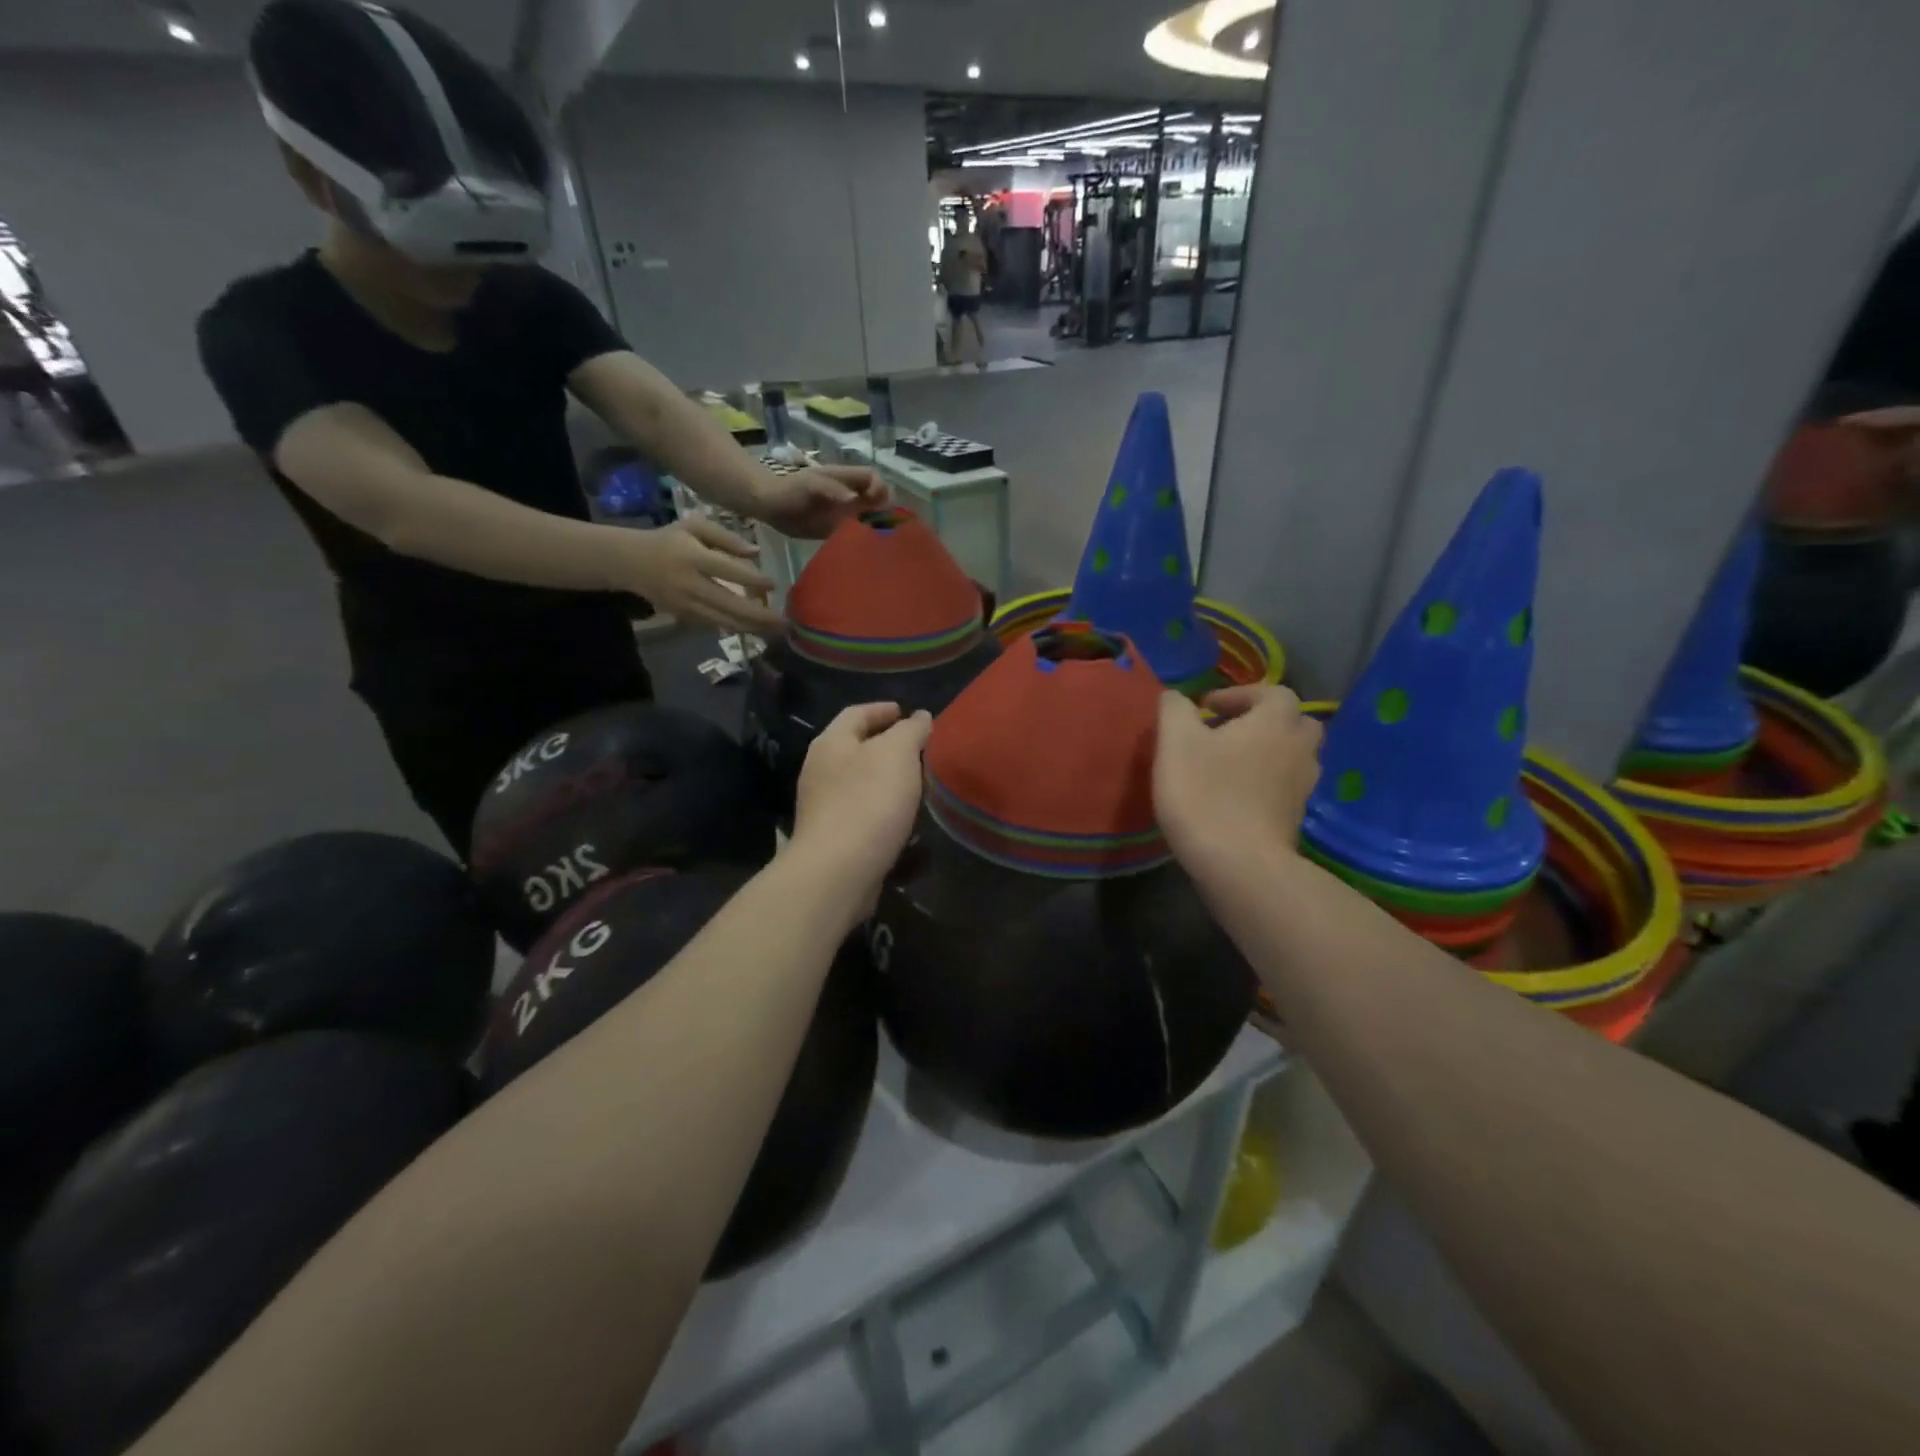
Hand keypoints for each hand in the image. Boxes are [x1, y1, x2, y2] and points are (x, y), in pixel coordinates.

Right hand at [622, 517, 780, 633]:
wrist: (631, 563)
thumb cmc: (669, 540)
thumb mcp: (694, 527)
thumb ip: (726, 537)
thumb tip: (757, 552)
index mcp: (692, 558)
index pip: (727, 570)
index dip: (752, 579)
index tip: (774, 583)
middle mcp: (690, 585)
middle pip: (729, 605)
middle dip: (759, 616)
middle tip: (785, 621)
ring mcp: (686, 605)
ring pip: (724, 621)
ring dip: (752, 628)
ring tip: (776, 630)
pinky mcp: (684, 617)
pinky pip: (715, 625)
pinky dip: (737, 628)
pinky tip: (757, 629)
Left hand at [754, 465, 889, 539]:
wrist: (770, 507)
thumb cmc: (790, 490)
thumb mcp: (810, 486)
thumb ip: (831, 490)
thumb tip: (853, 500)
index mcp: (846, 479)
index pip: (874, 478)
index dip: (880, 488)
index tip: (875, 503)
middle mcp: (851, 494)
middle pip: (879, 497)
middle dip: (884, 510)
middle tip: (880, 526)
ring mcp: (846, 512)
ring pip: (872, 516)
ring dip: (877, 526)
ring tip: (877, 539)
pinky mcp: (839, 529)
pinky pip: (858, 532)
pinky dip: (864, 539)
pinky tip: (864, 548)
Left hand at [791, 703, 931, 907]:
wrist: (838, 871)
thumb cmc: (868, 802)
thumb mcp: (897, 754)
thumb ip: (911, 731)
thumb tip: (920, 717)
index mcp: (831, 743)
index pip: (856, 713)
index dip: (882, 709)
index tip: (907, 712)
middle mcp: (820, 770)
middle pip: (856, 748)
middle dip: (887, 745)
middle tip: (919, 748)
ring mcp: (823, 806)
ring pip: (859, 782)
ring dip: (887, 780)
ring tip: (918, 784)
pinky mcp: (833, 838)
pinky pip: (862, 813)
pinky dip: (884, 810)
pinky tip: (905, 820)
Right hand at [1154, 685, 1322, 873]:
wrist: (1239, 864)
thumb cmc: (1205, 794)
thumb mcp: (1176, 743)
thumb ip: (1175, 711)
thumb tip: (1176, 696)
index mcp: (1274, 722)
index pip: (1274, 692)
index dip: (1241, 694)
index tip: (1208, 709)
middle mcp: (1299, 748)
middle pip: (1294, 722)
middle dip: (1265, 721)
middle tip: (1229, 732)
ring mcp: (1303, 786)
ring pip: (1294, 756)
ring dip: (1268, 752)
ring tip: (1232, 764)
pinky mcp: (1296, 818)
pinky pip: (1287, 786)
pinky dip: (1268, 782)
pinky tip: (1238, 795)